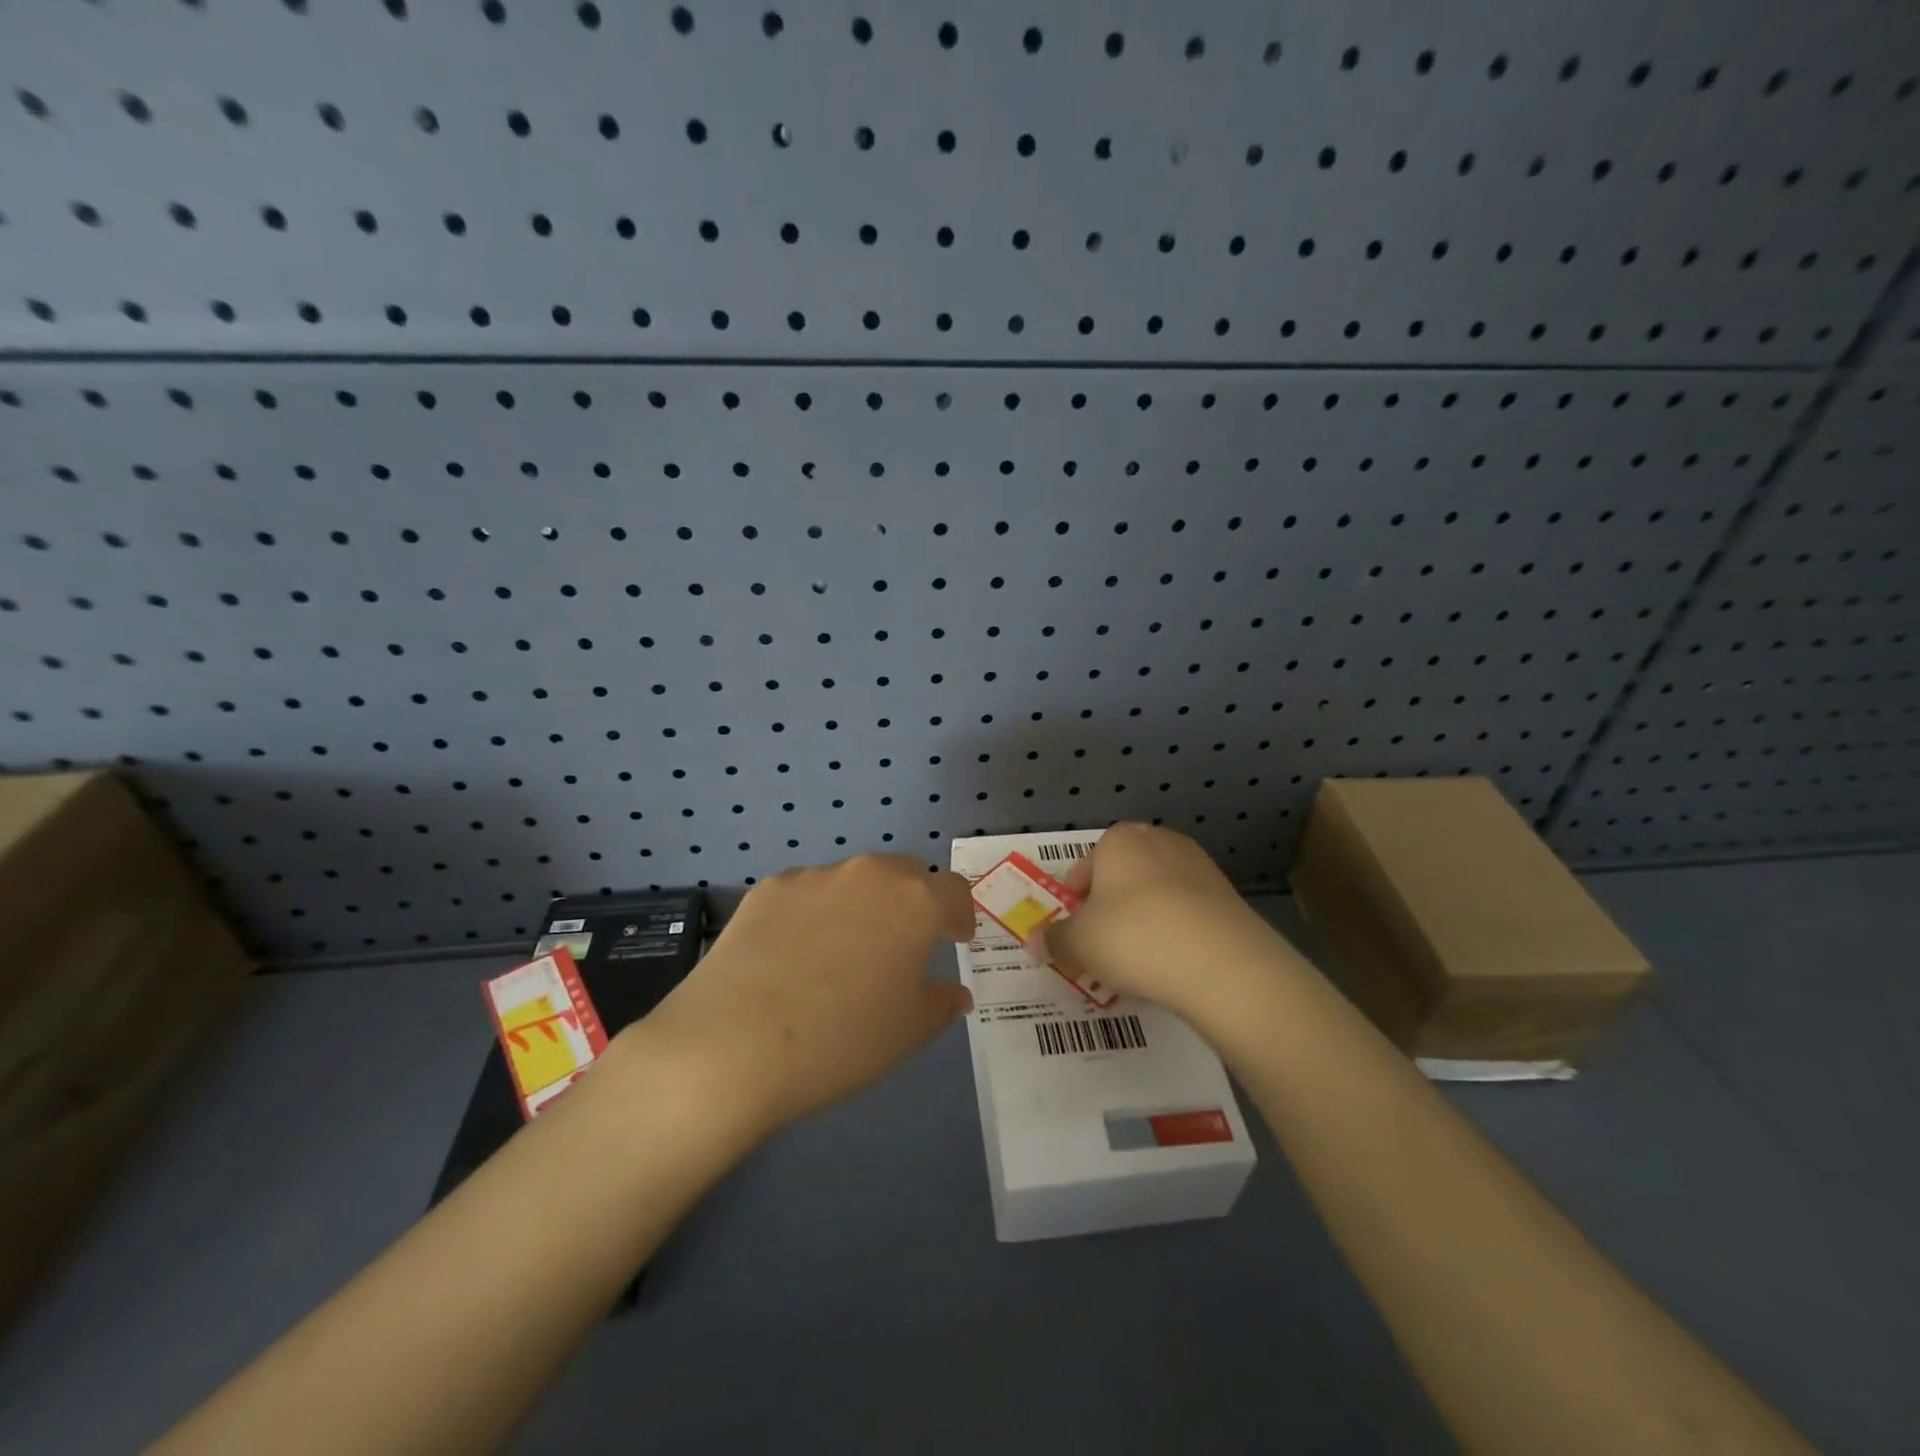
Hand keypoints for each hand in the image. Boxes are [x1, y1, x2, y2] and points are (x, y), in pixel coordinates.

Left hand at [640, 854, 975, 1138]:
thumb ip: (941, 1003)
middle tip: (905, 943)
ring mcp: (813, 877)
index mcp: (914, 903)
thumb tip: (954, 992)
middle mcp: (868, 875)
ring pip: (853, 881)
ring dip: (862, 907)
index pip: (954, 891)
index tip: (956, 939)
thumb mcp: (908, 1032)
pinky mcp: (768, 888)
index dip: (961, 915)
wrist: (732, 1044)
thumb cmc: (840, 1040)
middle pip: (905, 874)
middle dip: (914, 902)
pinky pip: (807, 894)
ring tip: (843, 953)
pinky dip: (814, 914)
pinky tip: (794, 956)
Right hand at [1037, 824, 1286, 1023]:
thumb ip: (1055, 939)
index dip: (1074, 904)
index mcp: (1118, 840)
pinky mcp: (1227, 894)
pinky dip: (1176, 931)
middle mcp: (1158, 840)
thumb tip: (1034, 942)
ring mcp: (1198, 865)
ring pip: (1155, 894)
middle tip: (1103, 949)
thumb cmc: (1132, 937)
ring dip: (1143, 920)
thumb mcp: (1079, 943)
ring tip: (1138, 962)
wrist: (1219, 962)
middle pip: (1122, 877)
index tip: (1075, 935)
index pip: (1084, 869)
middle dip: (1110, 910)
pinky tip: (1172, 964)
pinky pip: (1187, 911)